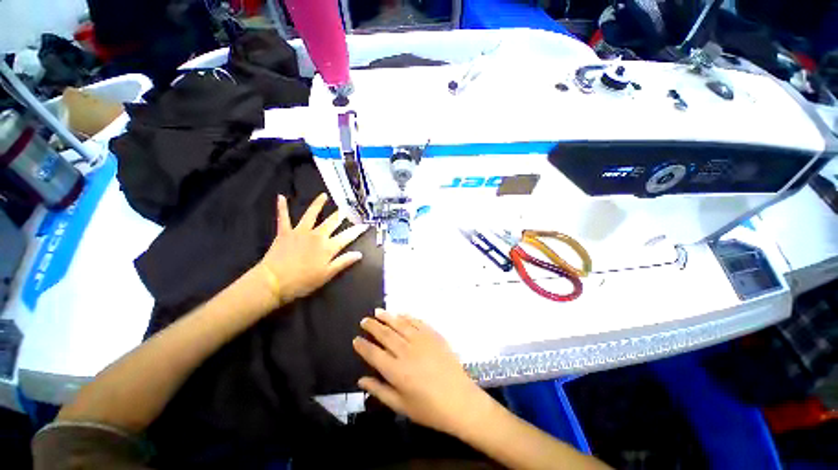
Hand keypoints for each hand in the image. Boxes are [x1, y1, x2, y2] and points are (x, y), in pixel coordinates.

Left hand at [258, 193, 368, 305]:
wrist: (274, 281)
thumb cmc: (303, 281)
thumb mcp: (327, 274)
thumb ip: (343, 262)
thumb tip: (359, 254)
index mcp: (328, 247)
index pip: (347, 236)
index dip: (357, 230)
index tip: (365, 225)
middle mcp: (317, 235)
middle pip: (332, 222)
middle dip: (341, 215)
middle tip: (347, 207)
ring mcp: (300, 231)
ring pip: (311, 214)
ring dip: (318, 204)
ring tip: (324, 195)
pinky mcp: (285, 232)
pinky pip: (283, 217)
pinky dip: (282, 207)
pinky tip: (281, 197)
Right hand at [353, 310, 489, 436]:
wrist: (460, 400)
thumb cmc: (429, 409)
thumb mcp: (401, 406)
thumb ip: (379, 391)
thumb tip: (361, 379)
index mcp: (396, 371)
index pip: (373, 354)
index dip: (363, 346)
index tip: (356, 339)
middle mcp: (406, 351)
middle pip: (385, 334)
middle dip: (373, 326)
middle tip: (364, 320)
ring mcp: (421, 341)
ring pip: (400, 324)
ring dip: (388, 317)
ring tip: (378, 311)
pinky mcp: (434, 335)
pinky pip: (417, 322)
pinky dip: (407, 317)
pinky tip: (401, 314)